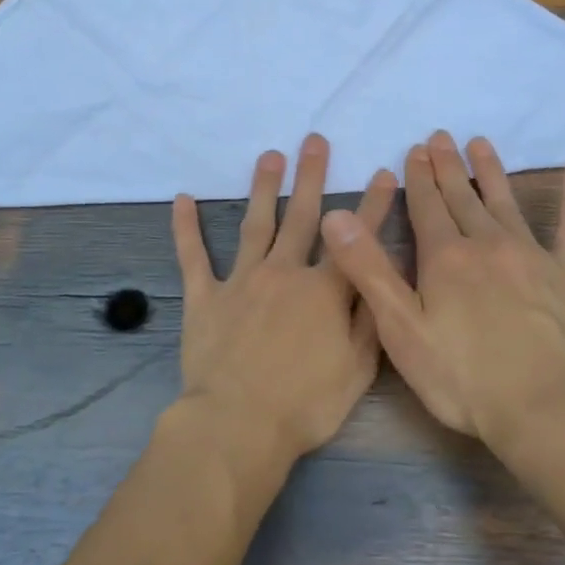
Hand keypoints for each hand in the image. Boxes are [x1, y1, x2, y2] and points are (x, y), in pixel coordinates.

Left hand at [172, 134, 397, 462]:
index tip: (382, 173)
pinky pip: (193, 257)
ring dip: (263, 188)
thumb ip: (370, 316)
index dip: (372, 205)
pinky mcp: (204, 297)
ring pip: (255, 224)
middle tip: (314, 140)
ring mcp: (241, 281)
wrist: (238, 424)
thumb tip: (379, 275)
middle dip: (311, 176)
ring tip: (270, 156)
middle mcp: (284, 273)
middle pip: (301, 216)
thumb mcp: (358, 368)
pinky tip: (182, 199)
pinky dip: (186, 228)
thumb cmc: (306, 403)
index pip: (354, 238)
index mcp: (324, 290)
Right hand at [319, 131, 564, 446]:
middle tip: (440, 137)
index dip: (417, 177)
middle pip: (462, 197)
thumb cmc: (461, 376)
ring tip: (481, 143)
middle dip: (447, 166)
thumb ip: (368, 269)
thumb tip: (335, 216)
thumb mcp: (400, 328)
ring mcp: (531, 256)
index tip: (414, 150)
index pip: (425, 205)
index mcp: (445, 257)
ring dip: (490, 171)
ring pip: (505, 202)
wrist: (543, 407)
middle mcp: (487, 244)